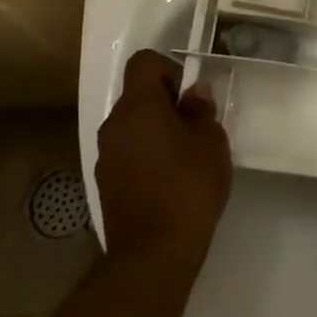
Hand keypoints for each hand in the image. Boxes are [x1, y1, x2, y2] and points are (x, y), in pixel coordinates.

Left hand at [96, 50, 232, 266]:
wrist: (153, 254)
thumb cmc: (188, 187)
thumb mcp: (211, 142)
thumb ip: (201, 111)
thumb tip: (192, 95)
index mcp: (137, 106)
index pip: (143, 62)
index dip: (170, 69)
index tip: (190, 96)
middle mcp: (113, 125)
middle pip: (137, 95)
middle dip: (166, 103)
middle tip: (196, 128)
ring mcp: (105, 156)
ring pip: (132, 125)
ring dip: (156, 130)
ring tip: (185, 157)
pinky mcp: (105, 183)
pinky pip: (127, 152)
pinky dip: (146, 154)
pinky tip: (169, 181)